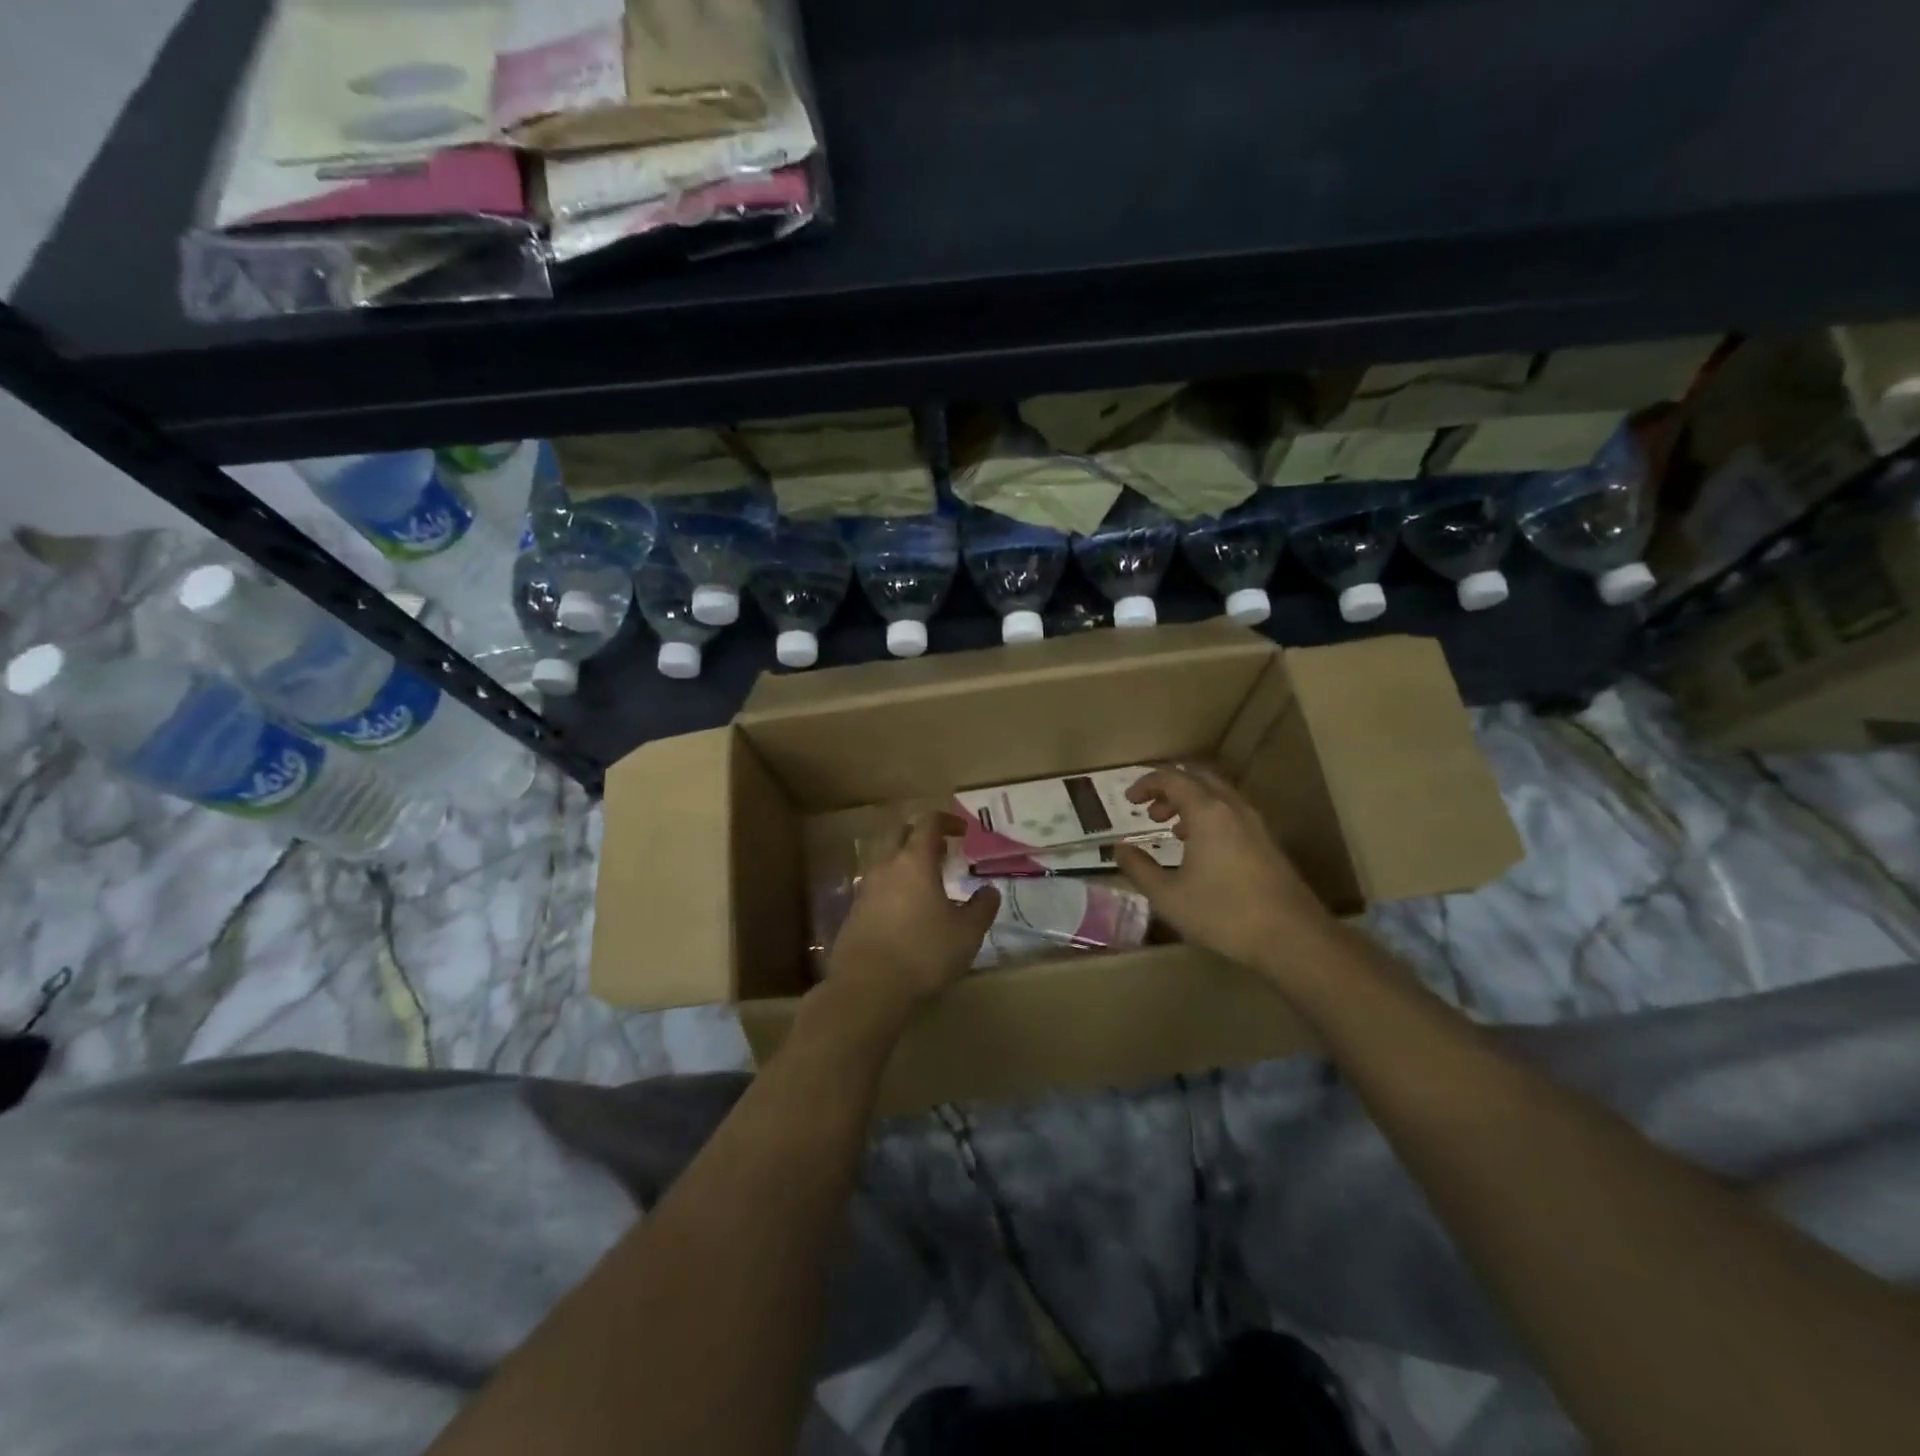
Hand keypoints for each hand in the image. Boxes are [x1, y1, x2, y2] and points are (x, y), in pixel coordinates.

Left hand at [827, 813, 999, 1015]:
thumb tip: (990, 890)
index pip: (928, 823)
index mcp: (914, 861)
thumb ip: (982, 908)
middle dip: (921, 835)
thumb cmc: (923, 952)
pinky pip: (876, 885)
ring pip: (885, 859)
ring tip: (926, 882)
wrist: (867, 986)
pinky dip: (892, 885)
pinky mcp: (853, 911)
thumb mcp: (966, 933)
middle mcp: (886, 866)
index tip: (963, 831)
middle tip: (942, 850)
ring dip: (905, 861)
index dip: (947, 821)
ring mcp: (865, 888)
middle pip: (900, 833)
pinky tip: (905, 909)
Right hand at [1114, 765, 1340, 978]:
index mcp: (1207, 812)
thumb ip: (1138, 868)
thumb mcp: (1167, 895)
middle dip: (1169, 788)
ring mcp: (1254, 824)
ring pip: (1217, 795)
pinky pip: (1231, 813)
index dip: (1146, 784)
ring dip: (1190, 802)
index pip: (1172, 778)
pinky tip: (1201, 849)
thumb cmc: (1223, 913)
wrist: (1292, 937)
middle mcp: (1232, 808)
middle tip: (1149, 810)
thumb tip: (1119, 848)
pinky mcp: (1267, 842)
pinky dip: (1209, 816)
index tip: (1129, 801)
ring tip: (1171, 828)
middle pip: (1197, 778)